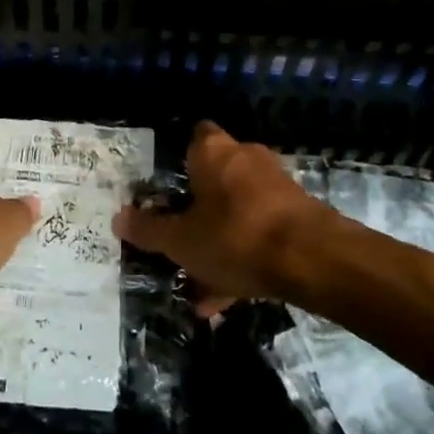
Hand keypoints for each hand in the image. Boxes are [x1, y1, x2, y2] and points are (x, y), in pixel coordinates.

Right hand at [115, 121, 337, 315]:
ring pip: (236, 211)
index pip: (194, 135)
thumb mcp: (182, 241)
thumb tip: (118, 218)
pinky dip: (242, 257)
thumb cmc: (236, 236)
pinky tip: (226, 298)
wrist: (314, 260)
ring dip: (218, 241)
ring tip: (198, 284)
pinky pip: (258, 232)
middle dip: (196, 210)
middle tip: (177, 238)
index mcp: (213, 152)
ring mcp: (275, 186)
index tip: (165, 184)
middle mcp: (245, 158)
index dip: (179, 156)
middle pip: (213, 178)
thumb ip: (149, 230)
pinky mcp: (297, 214)